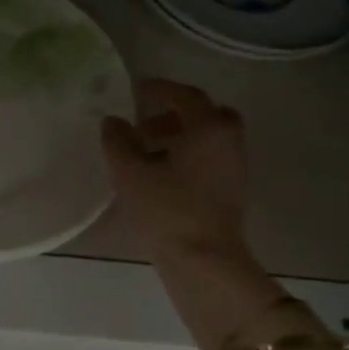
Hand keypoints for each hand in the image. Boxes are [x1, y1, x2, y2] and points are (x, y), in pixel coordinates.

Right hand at [101, 79, 250, 267]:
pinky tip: (162, 175)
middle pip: (203, 114)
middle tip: (144, 125)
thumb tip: (113, 121)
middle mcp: (229, 139)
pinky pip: (210, 158)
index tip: (136, 90)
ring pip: (208, 137)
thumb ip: (118, 141)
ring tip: (146, 153)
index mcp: (208, 127)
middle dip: (173, 114)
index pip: (183, 95)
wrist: (204, 260)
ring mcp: (235, 166)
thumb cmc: (167, 211)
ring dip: (180, 136)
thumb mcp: (130, 173)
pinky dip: (188, 156)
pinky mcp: (232, 190)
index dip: (158, 89)